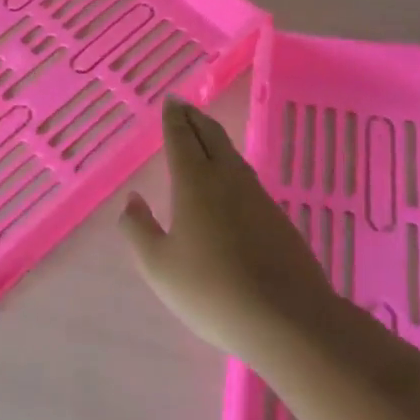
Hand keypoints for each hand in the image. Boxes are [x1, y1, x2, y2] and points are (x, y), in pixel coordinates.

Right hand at [120, 97, 334, 363]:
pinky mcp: (277, 218)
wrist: (287, 319)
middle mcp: (227, 179)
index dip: (173, 118)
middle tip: (184, 107)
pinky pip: (247, 178)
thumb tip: (132, 200)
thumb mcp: (158, 266)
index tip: (170, 101)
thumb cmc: (211, 290)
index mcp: (194, 182)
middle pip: (211, 136)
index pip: (181, 138)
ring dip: (215, 139)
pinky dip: (231, 165)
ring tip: (204, 136)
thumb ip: (138, 229)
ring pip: (233, 155)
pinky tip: (231, 182)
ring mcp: (258, 197)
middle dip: (195, 118)